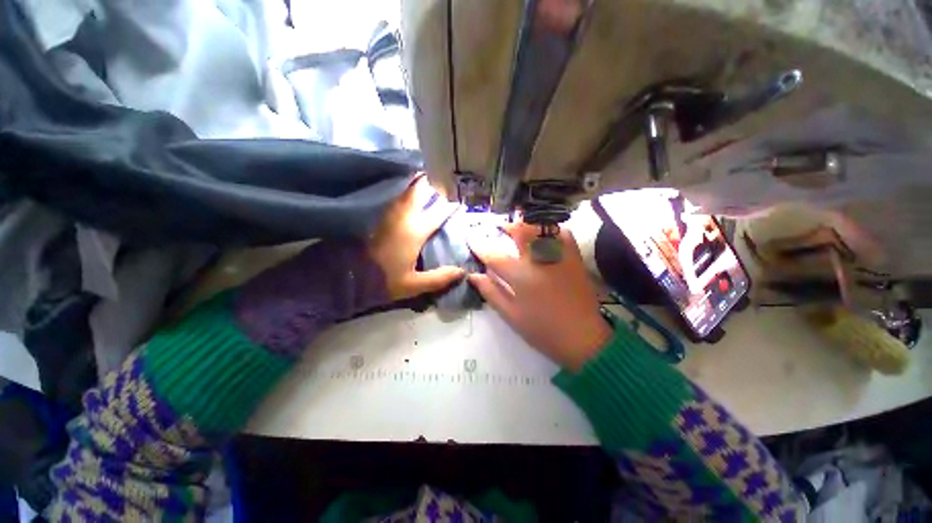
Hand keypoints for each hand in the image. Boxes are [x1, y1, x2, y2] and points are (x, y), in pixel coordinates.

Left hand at [369, 174, 465, 300]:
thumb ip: (439, 278)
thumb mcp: (414, 285)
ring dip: (415, 183)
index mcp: (415, 232)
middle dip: (430, 183)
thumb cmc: (384, 280)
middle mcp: (403, 217)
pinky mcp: (378, 216)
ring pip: (404, 190)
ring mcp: (388, 214)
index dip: (451, 207)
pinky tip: (406, 192)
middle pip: (418, 191)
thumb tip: (462, 272)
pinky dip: (402, 191)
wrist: (348, 276)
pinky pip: (394, 197)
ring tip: (426, 179)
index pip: (438, 213)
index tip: (459, 203)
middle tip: (440, 181)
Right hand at [468, 221, 612, 370]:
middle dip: (506, 226)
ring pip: (542, 228)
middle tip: (498, 229)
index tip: (470, 238)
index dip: (480, 246)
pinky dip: (550, 229)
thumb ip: (491, 292)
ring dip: (527, 224)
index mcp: (522, 276)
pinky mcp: (574, 258)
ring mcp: (559, 256)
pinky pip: (562, 233)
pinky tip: (543, 235)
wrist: (584, 338)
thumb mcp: (511, 315)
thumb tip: (474, 275)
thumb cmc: (542, 330)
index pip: (495, 256)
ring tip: (519, 229)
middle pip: (521, 231)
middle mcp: (540, 260)